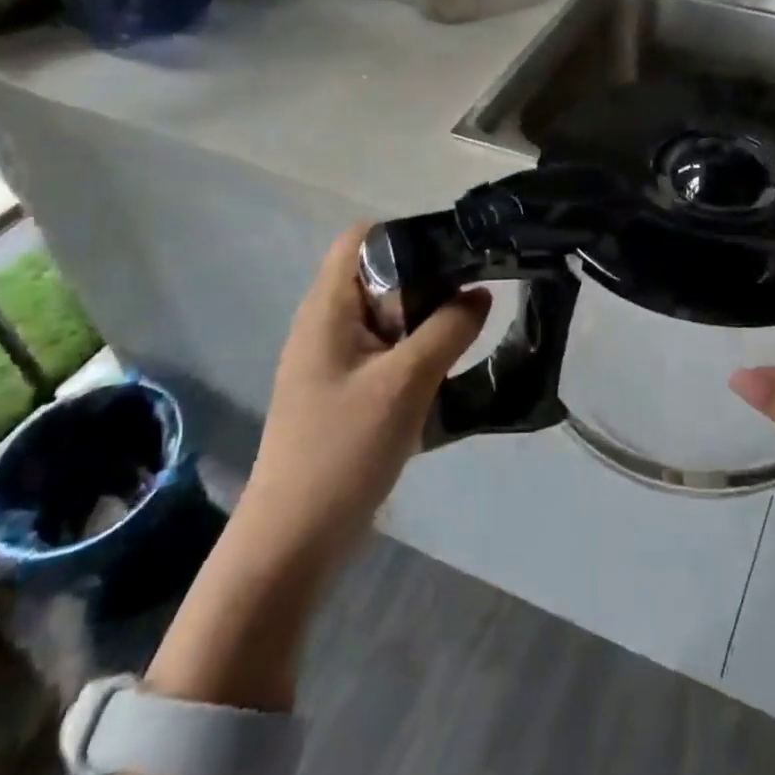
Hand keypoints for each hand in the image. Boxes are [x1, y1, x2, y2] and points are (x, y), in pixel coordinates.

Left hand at [240, 222, 491, 583]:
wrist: (294, 540)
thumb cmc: (342, 449)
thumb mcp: (405, 382)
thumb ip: (448, 330)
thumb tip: (481, 292)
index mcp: (328, 307)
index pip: (363, 238)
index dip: (408, 234)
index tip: (456, 254)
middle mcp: (327, 323)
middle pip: (381, 274)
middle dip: (428, 279)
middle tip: (474, 295)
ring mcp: (335, 359)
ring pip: (389, 316)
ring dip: (427, 321)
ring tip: (469, 332)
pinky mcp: (346, 389)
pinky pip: (388, 351)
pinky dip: (418, 352)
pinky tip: (446, 374)